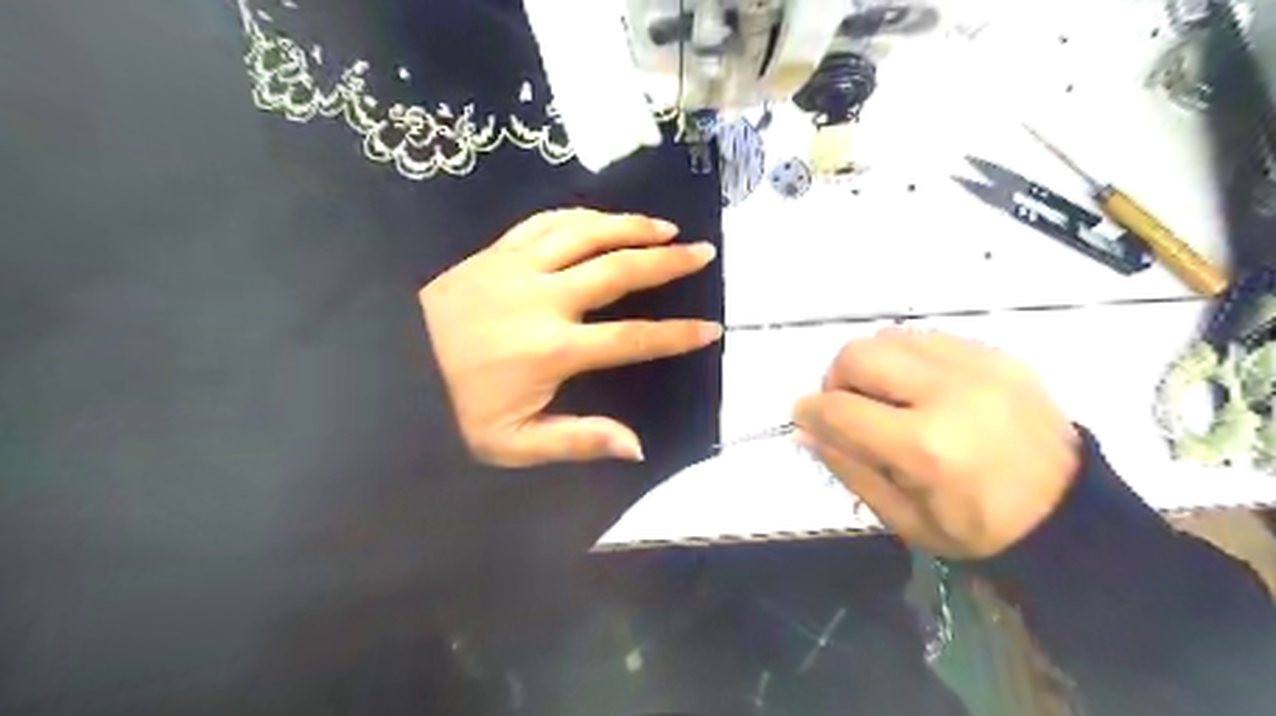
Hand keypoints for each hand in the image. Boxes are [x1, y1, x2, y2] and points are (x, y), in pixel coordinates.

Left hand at [421, 210, 716, 465]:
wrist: (386, 367)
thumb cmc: (452, 409)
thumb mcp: (511, 444)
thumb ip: (576, 441)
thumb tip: (635, 445)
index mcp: (552, 350)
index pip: (632, 339)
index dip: (676, 335)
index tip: (711, 329)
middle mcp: (543, 299)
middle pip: (618, 270)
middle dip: (668, 261)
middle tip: (703, 252)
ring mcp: (518, 267)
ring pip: (586, 233)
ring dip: (630, 226)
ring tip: (665, 227)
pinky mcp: (495, 251)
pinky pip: (546, 222)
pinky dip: (582, 216)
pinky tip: (603, 218)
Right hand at [794, 329, 1078, 559]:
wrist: (1071, 514)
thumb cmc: (979, 529)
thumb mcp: (903, 518)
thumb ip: (847, 468)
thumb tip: (805, 429)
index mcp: (926, 448)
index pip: (840, 409)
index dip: (810, 410)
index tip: (804, 416)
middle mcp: (950, 394)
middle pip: (859, 355)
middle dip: (837, 378)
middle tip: (849, 406)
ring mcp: (979, 367)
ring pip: (890, 337)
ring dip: (872, 365)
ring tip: (886, 396)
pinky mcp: (999, 355)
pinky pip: (928, 337)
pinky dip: (907, 357)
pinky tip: (920, 387)